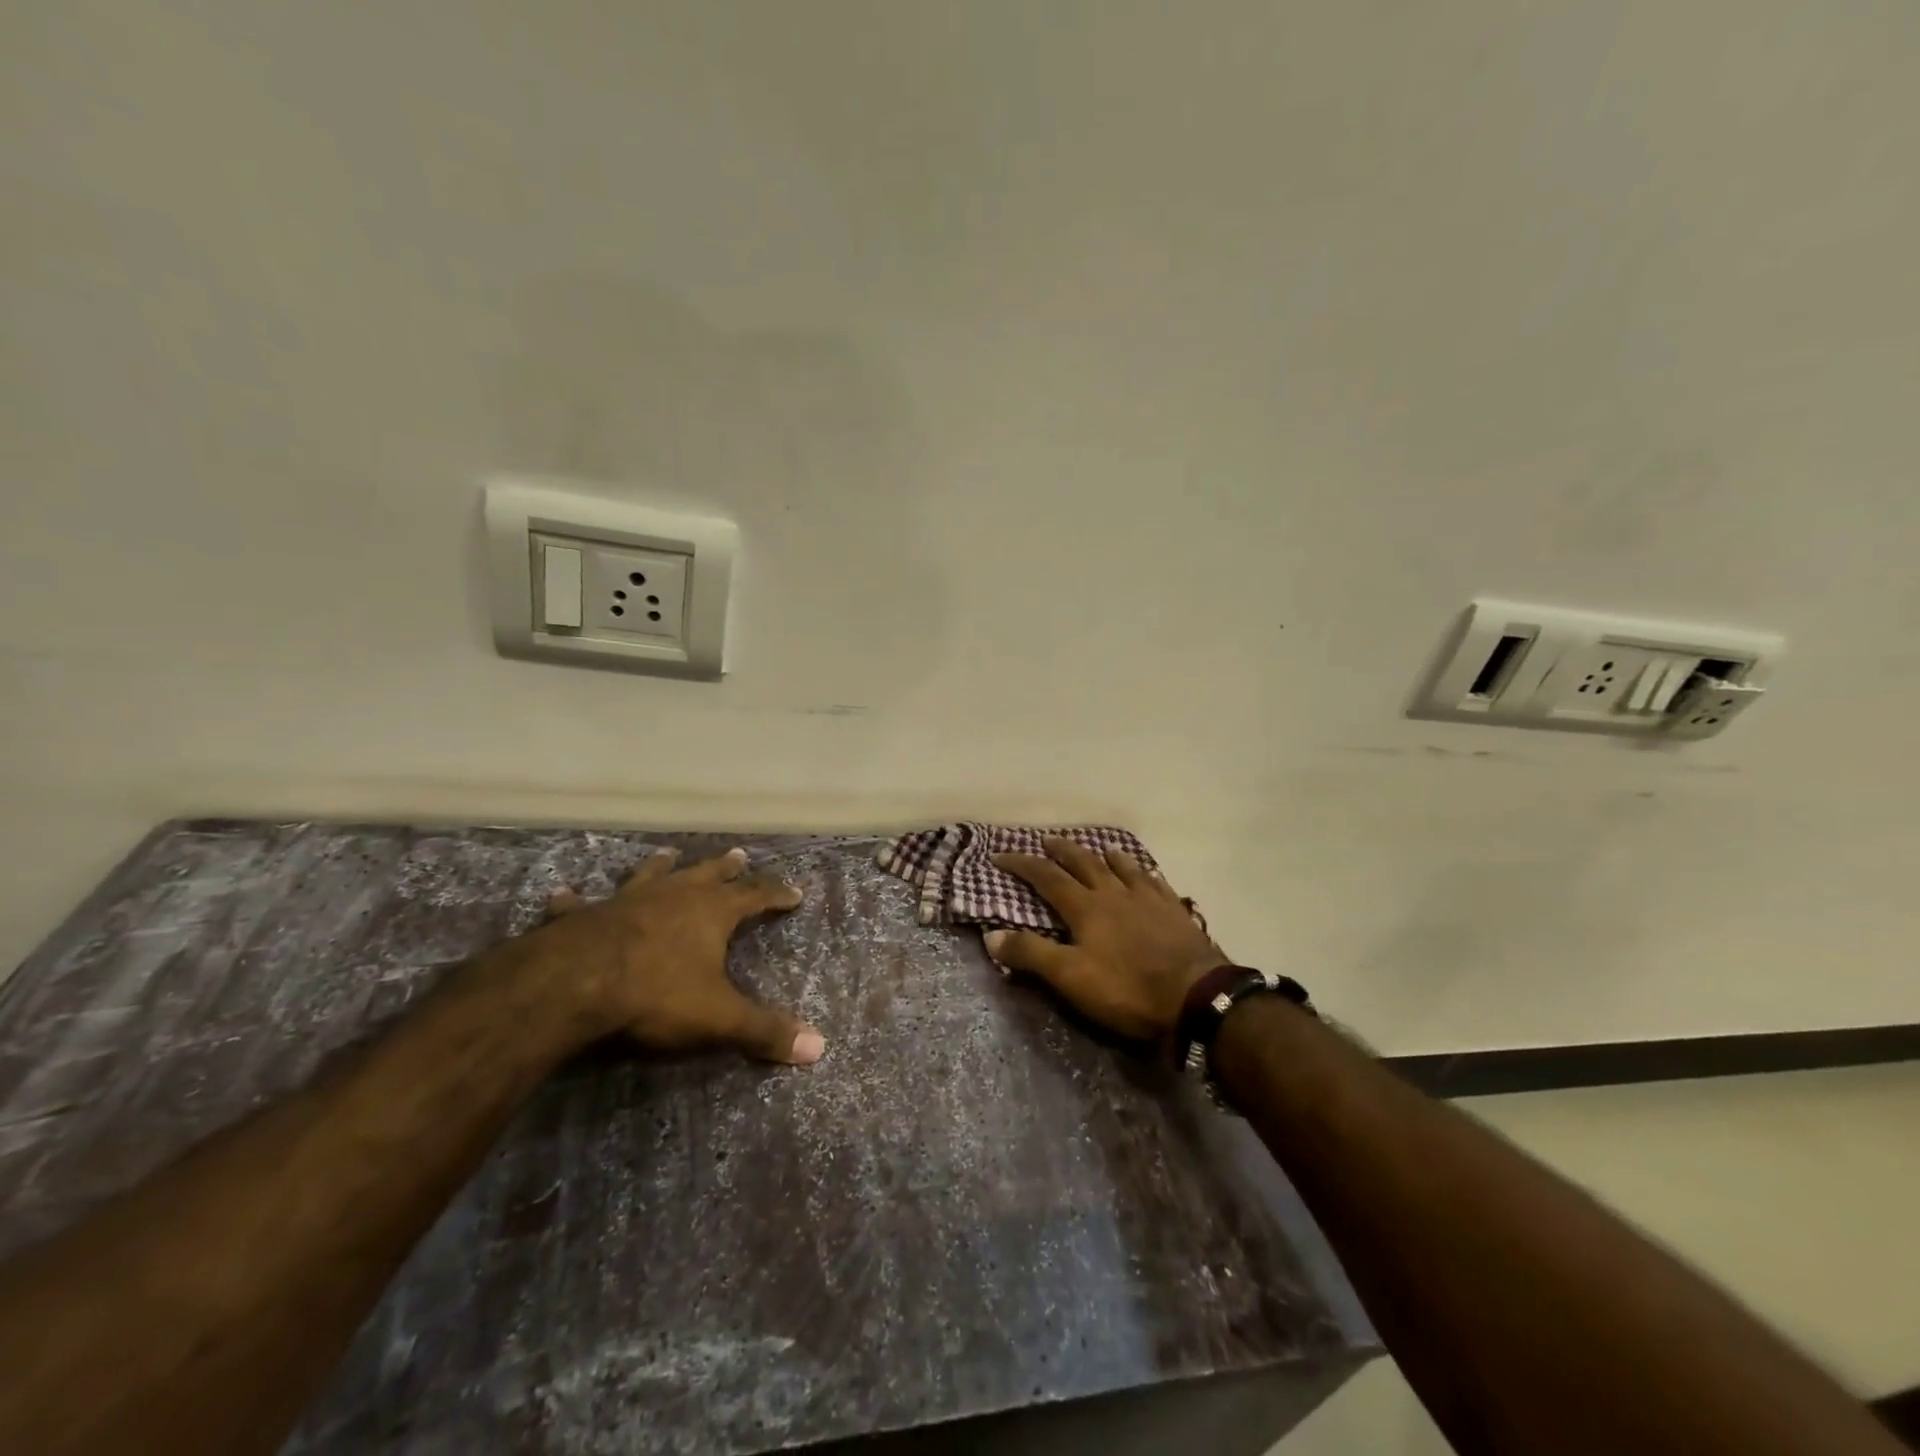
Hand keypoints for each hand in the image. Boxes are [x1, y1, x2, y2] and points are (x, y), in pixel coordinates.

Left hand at [531, 846, 824, 1064]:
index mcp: (711, 912)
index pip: (756, 895)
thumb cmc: (656, 994)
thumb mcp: (719, 1018)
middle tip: (740, 854)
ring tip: (669, 853)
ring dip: (662, 865)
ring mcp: (627, 900)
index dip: (777, 894)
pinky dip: (574, 899)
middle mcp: (674, 895)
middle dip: (727, 867)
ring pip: (651, 875)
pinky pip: (579, 904)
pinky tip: (563, 894)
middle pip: (708, 874)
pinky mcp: (583, 916)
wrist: (574, 984)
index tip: (795, 892)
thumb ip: (765, 1031)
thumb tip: (819, 1049)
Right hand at [986, 839, 1227, 1040]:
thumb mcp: (1070, 977)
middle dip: (1062, 850)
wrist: (1197, 995)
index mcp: (1086, 907)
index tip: (1000, 856)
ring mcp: (1148, 898)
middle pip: (1084, 862)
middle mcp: (1114, 893)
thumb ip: (1031, 954)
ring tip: (1098, 850)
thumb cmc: (1127, 989)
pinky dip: (1142, 872)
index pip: (1047, 877)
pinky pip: (1154, 881)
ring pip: (1122, 866)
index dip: (1022, 864)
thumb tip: (991, 935)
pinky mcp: (1174, 910)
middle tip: (1046, 840)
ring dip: (1104, 856)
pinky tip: (1145, 874)